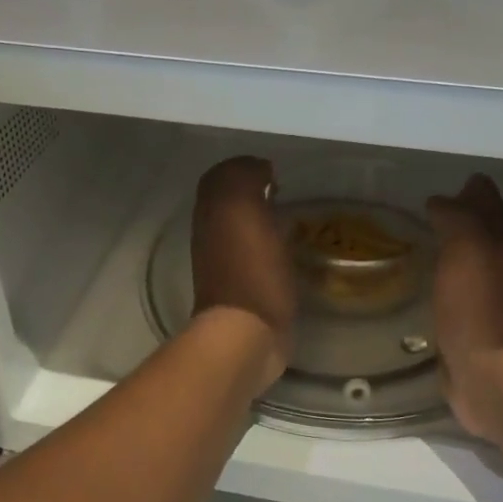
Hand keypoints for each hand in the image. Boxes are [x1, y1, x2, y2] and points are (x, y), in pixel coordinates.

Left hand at [191, 157, 295, 388]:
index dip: (246, 168)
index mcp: (211, 212)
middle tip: (284, 193)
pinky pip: (256, 254)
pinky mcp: (245, 287)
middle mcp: (212, 234)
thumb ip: (243, 179)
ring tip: (291, 218)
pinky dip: (271, 245)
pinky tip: (290, 249)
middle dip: (254, 192)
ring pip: (242, 227)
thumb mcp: (243, 209)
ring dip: (263, 219)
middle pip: (230, 201)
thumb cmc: (250, 270)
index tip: (275, 172)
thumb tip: (258, 169)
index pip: (222, 176)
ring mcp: (226, 263)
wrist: (245, 334)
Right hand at [426, 175, 502, 442]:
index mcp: (502, 245)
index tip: (451, 183)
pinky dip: (447, 286)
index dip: (473, 192)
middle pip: (484, 234)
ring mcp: (488, 303)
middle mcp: (500, 269)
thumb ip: (457, 219)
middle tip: (434, 209)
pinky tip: (428, 287)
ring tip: (427, 243)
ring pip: (472, 265)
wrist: (494, 378)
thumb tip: (442, 199)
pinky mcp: (472, 332)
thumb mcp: (467, 249)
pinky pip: (457, 297)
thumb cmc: (480, 307)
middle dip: (466, 219)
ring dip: (456, 253)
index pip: (489, 205)